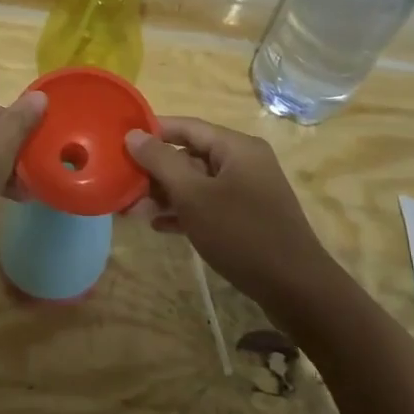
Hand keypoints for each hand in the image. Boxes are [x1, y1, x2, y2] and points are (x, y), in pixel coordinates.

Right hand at [124, 117, 334, 303]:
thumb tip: (133, 135)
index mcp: (236, 147)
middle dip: (154, 170)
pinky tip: (158, 226)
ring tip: (131, 210)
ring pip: (196, 183)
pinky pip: (208, 205)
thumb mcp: (194, 196)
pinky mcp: (246, 218)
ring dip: (165, 194)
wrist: (294, 287)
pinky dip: (184, 212)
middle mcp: (243, 162)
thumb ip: (161, 162)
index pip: (186, 126)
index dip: (152, 130)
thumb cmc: (241, 233)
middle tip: (120, 182)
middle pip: (190, 155)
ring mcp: (246, 191)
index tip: (118, 141)